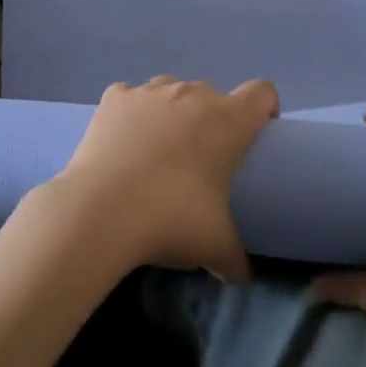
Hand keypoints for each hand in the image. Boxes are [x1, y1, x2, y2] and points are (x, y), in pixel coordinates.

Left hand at [48, 76, 278, 281]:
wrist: (101, 211)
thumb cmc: (171, 220)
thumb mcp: (215, 247)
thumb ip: (235, 259)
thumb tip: (241, 276)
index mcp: (228, 121)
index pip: (262, 93)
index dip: (264, 110)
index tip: (254, 138)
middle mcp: (191, 95)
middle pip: (212, 95)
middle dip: (210, 120)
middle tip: (199, 160)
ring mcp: (149, 92)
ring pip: (170, 91)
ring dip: (171, 113)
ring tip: (157, 151)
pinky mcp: (113, 99)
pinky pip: (129, 97)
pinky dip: (130, 113)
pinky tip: (122, 142)